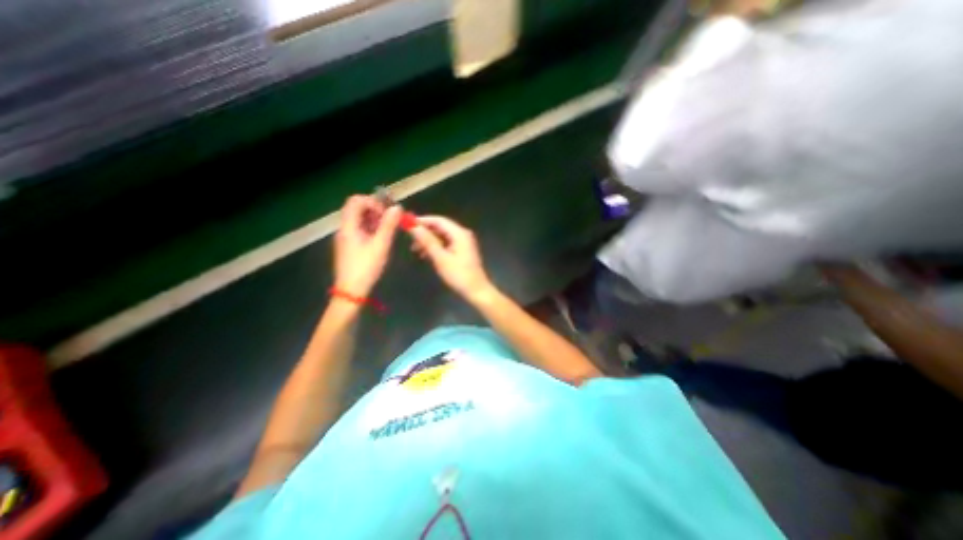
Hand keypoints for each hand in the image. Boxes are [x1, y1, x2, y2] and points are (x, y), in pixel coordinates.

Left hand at [337, 195, 402, 295]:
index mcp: (349, 226)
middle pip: (357, 209)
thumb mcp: (381, 245)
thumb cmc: (366, 268)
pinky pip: (360, 230)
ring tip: (389, 231)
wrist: (351, 291)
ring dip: (375, 220)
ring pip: (359, 220)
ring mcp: (346, 238)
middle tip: (390, 222)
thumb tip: (397, 207)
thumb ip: (389, 225)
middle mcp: (344, 229)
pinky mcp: (349, 246)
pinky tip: (381, 239)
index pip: (355, 201)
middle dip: (375, 211)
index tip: (386, 214)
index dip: (372, 202)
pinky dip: (371, 229)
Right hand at [408, 215, 495, 301]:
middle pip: (440, 227)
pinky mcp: (462, 250)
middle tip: (409, 239)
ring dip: (428, 241)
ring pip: (442, 236)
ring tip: (415, 249)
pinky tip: (425, 255)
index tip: (407, 224)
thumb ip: (427, 241)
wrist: (476, 290)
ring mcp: (463, 242)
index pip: (439, 220)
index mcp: (459, 233)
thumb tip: (413, 227)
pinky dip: (435, 247)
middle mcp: (462, 234)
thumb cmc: (459, 275)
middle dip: (425, 232)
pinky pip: (446, 243)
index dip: (422, 220)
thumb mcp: (441, 258)